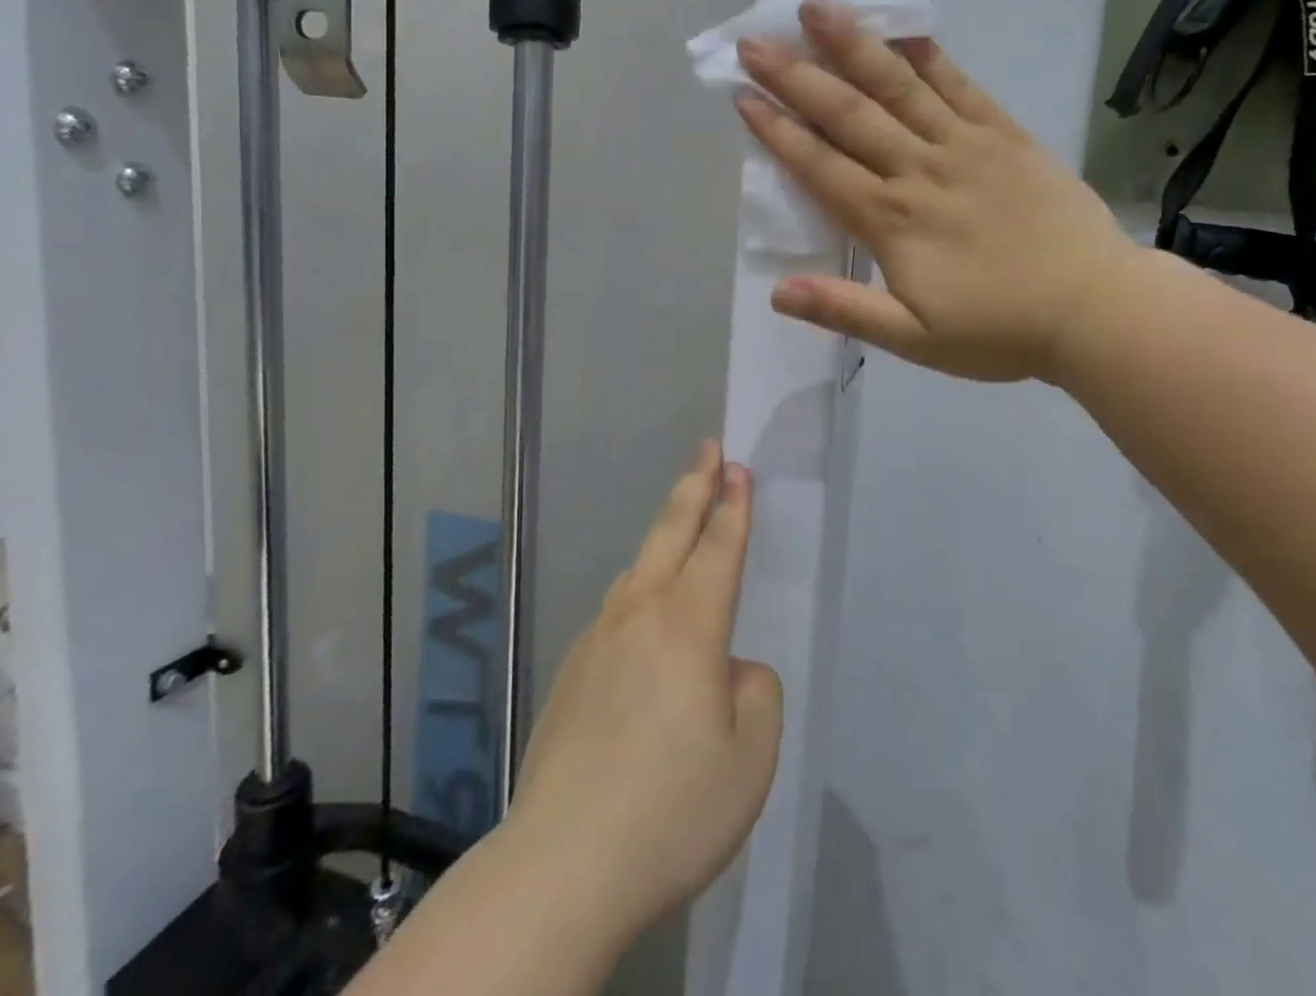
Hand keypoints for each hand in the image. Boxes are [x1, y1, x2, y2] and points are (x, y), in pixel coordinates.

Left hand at [506, 442, 781, 946]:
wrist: (561, 866)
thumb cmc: (671, 811)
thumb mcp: (750, 759)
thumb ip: (754, 694)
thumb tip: (728, 670)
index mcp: (688, 628)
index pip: (718, 549)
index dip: (733, 506)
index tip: (737, 467)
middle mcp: (640, 616)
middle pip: (670, 533)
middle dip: (694, 485)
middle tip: (707, 449)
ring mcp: (597, 640)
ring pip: (638, 569)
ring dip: (663, 534)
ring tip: (680, 521)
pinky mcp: (571, 672)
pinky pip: (616, 612)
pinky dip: (639, 592)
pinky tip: (643, 623)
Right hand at [734, 0, 1136, 382]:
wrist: (1095, 309)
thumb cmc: (998, 331)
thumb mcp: (914, 340)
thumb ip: (845, 311)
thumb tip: (776, 292)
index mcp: (891, 222)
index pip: (820, 167)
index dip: (777, 132)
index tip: (742, 97)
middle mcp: (919, 171)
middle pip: (848, 115)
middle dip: (795, 77)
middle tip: (754, 41)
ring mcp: (965, 146)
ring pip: (899, 87)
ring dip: (853, 46)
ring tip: (816, 8)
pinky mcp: (1005, 136)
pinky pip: (961, 87)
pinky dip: (929, 57)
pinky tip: (903, 31)